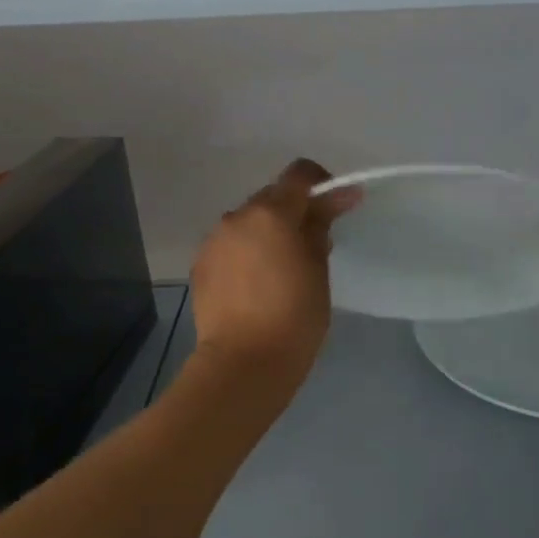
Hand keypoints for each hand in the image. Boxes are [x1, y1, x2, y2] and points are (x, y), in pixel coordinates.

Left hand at [189, 159, 359, 390]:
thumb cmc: (294, 316)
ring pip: (248, 223)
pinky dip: (247, 253)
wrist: (243, 363)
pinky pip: (230, 246)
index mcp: (271, 213)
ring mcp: (214, 240)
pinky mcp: (201, 265)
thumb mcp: (318, 269)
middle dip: (294, 212)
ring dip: (267, 233)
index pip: (299, 174)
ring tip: (282, 269)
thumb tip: (333, 199)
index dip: (322, 184)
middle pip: (271, 198)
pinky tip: (256, 284)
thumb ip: (321, 227)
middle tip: (313, 244)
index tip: (337, 206)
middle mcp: (237, 217)